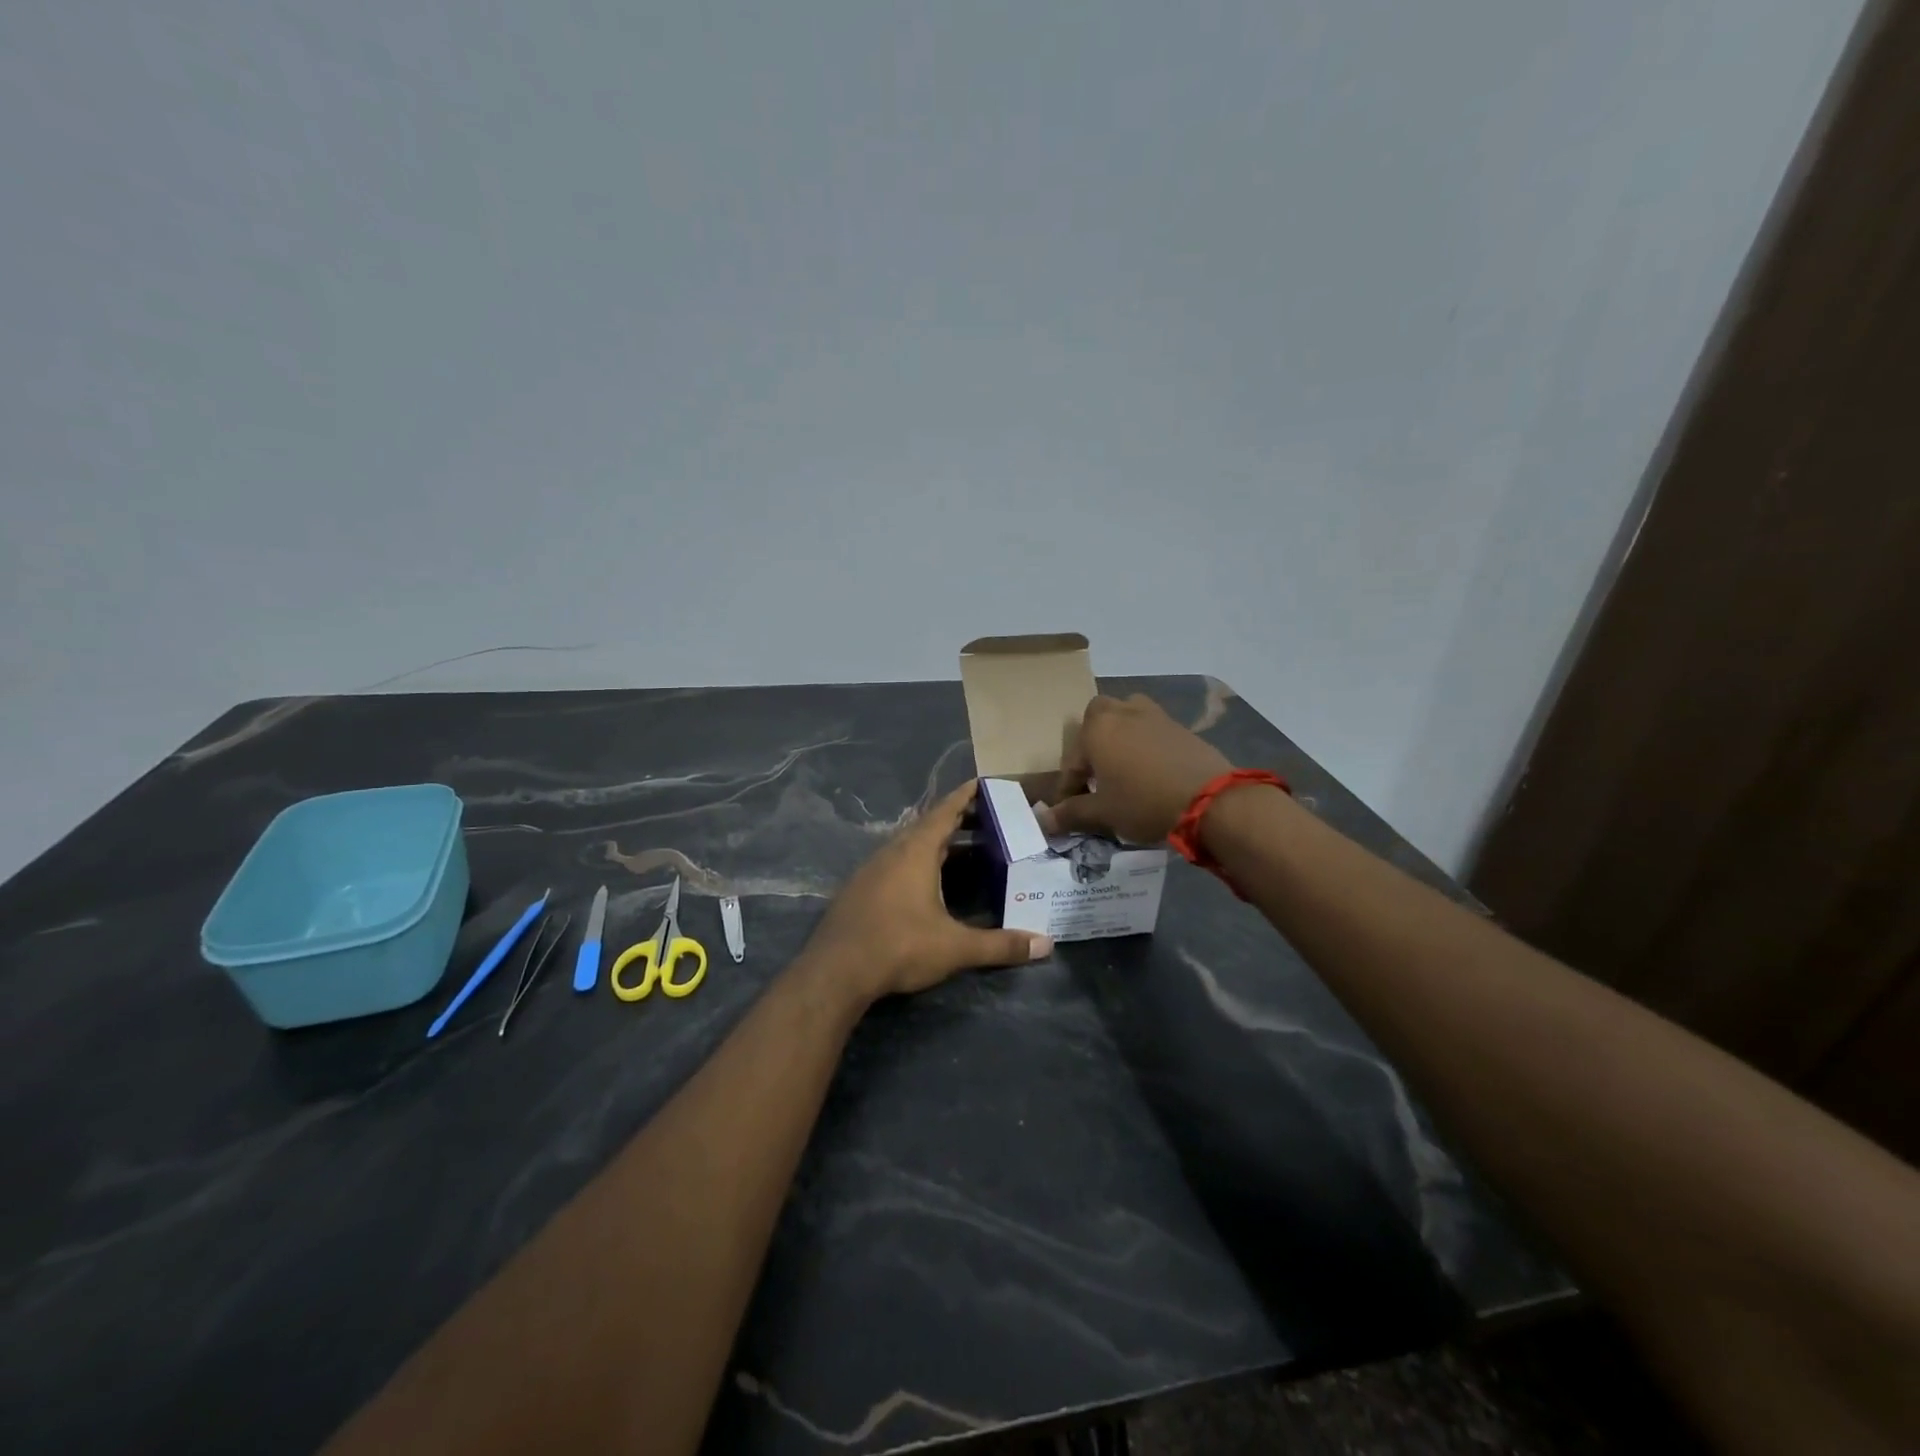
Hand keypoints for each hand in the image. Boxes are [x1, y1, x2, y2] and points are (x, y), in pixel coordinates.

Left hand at [808, 780, 1051, 999]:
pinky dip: (919, 863)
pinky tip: (930, 885)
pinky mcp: (861, 889)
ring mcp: (872, 869)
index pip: (945, 811)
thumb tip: (1046, 945)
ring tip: (967, 852)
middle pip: (929, 826)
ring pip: (911, 846)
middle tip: (991, 823)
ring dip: (938, 845)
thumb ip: (1000, 945)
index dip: (966, 796)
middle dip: (959, 822)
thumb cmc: (899, 946)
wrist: (834, 972)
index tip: (985, 783)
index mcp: (916, 851)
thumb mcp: (955, 947)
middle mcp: (892, 851)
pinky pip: (897, 863)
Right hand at [1038, 693, 1233, 843]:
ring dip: (1120, 734)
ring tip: (1123, 765)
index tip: (1069, 810)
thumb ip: (1071, 814)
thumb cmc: (1144, 802)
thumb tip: (1042, 821)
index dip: (1068, 788)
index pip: (1072, 760)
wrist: (1209, 800)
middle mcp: (1122, 713)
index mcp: (1097, 729)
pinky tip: (1151, 769)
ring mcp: (1154, 715)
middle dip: (1092, 741)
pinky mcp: (1180, 726)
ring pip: (1127, 714)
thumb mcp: (1103, 813)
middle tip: (1096, 774)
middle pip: (1098, 717)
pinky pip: (1152, 727)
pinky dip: (1145, 743)